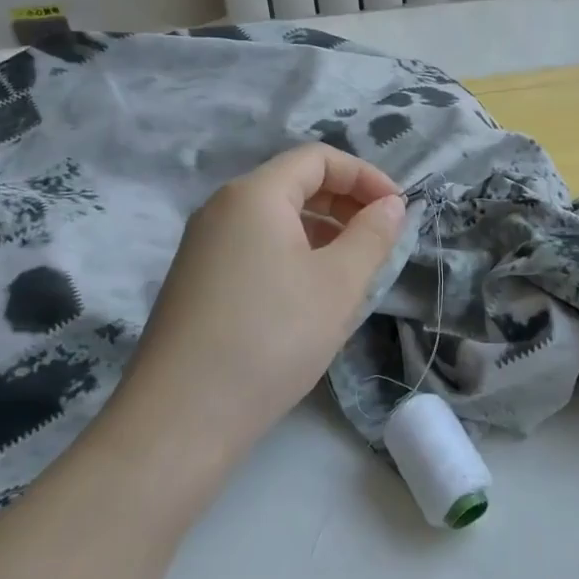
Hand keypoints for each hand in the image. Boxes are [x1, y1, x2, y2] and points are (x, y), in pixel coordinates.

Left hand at [122, 145, 406, 452]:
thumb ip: (372, 235)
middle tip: (381, 239)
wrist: (180, 420)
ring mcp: (203, 247)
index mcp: (254, 195)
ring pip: (276, 220)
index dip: (365, 175)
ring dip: (323, 233)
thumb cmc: (271, 337)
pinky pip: (256, 249)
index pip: (318, 158)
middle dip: (346, 203)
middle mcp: (222, 209)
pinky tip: (312, 299)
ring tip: (354, 272)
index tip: (398, 210)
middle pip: (294, 184)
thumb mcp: (339, 283)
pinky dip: (294, 256)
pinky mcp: (197, 283)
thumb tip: (390, 206)